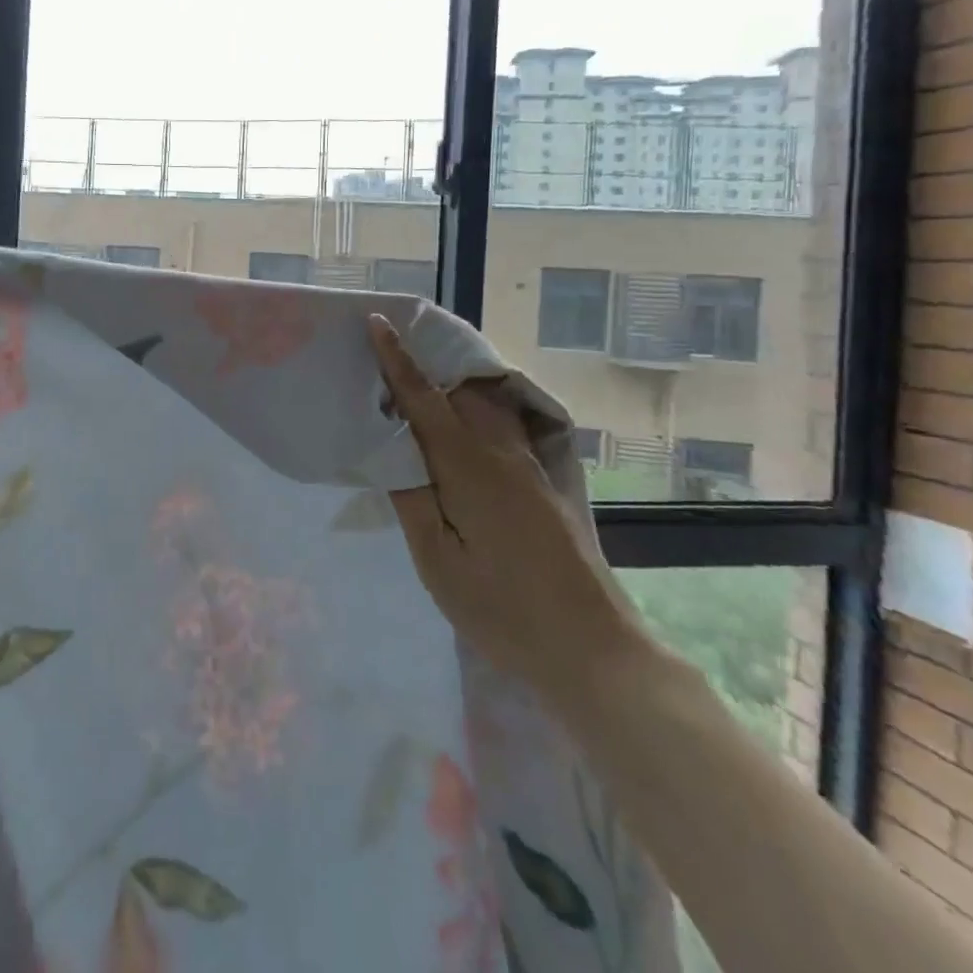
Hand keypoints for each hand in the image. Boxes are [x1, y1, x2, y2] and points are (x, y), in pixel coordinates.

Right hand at [367, 313, 643, 714]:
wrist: (594, 649)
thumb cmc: (503, 608)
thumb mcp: (437, 561)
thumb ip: (410, 496)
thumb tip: (393, 448)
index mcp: (468, 466)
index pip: (423, 398)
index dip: (396, 359)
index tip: (377, 322)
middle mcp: (502, 452)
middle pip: (460, 389)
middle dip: (426, 360)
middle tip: (390, 348)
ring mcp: (530, 466)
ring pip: (486, 404)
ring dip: (452, 383)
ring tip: (421, 379)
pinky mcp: (544, 483)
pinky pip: (503, 426)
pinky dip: (475, 409)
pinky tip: (462, 427)